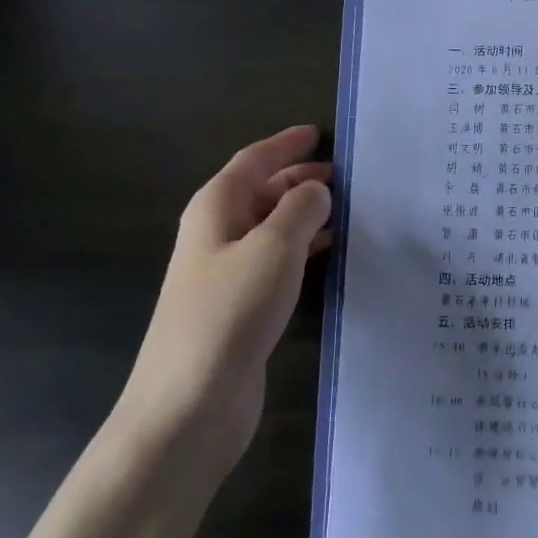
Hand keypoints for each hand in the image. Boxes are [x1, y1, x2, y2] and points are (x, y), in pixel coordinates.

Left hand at [118, 126, 332, 471]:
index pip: (252, 161)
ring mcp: (226, 274)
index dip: (284, 144)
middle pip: (260, 193)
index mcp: (216, 209)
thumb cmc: (230, 312)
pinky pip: (276, 262)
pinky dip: (303, 249)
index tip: (317, 133)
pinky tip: (331, 256)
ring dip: (304, 215)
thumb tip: (316, 189)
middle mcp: (217, 235)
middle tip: (345, 176)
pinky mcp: (240, 308)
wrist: (190, 404)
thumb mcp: (274, 248)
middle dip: (299, 179)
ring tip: (348, 210)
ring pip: (271, 228)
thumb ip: (301, 209)